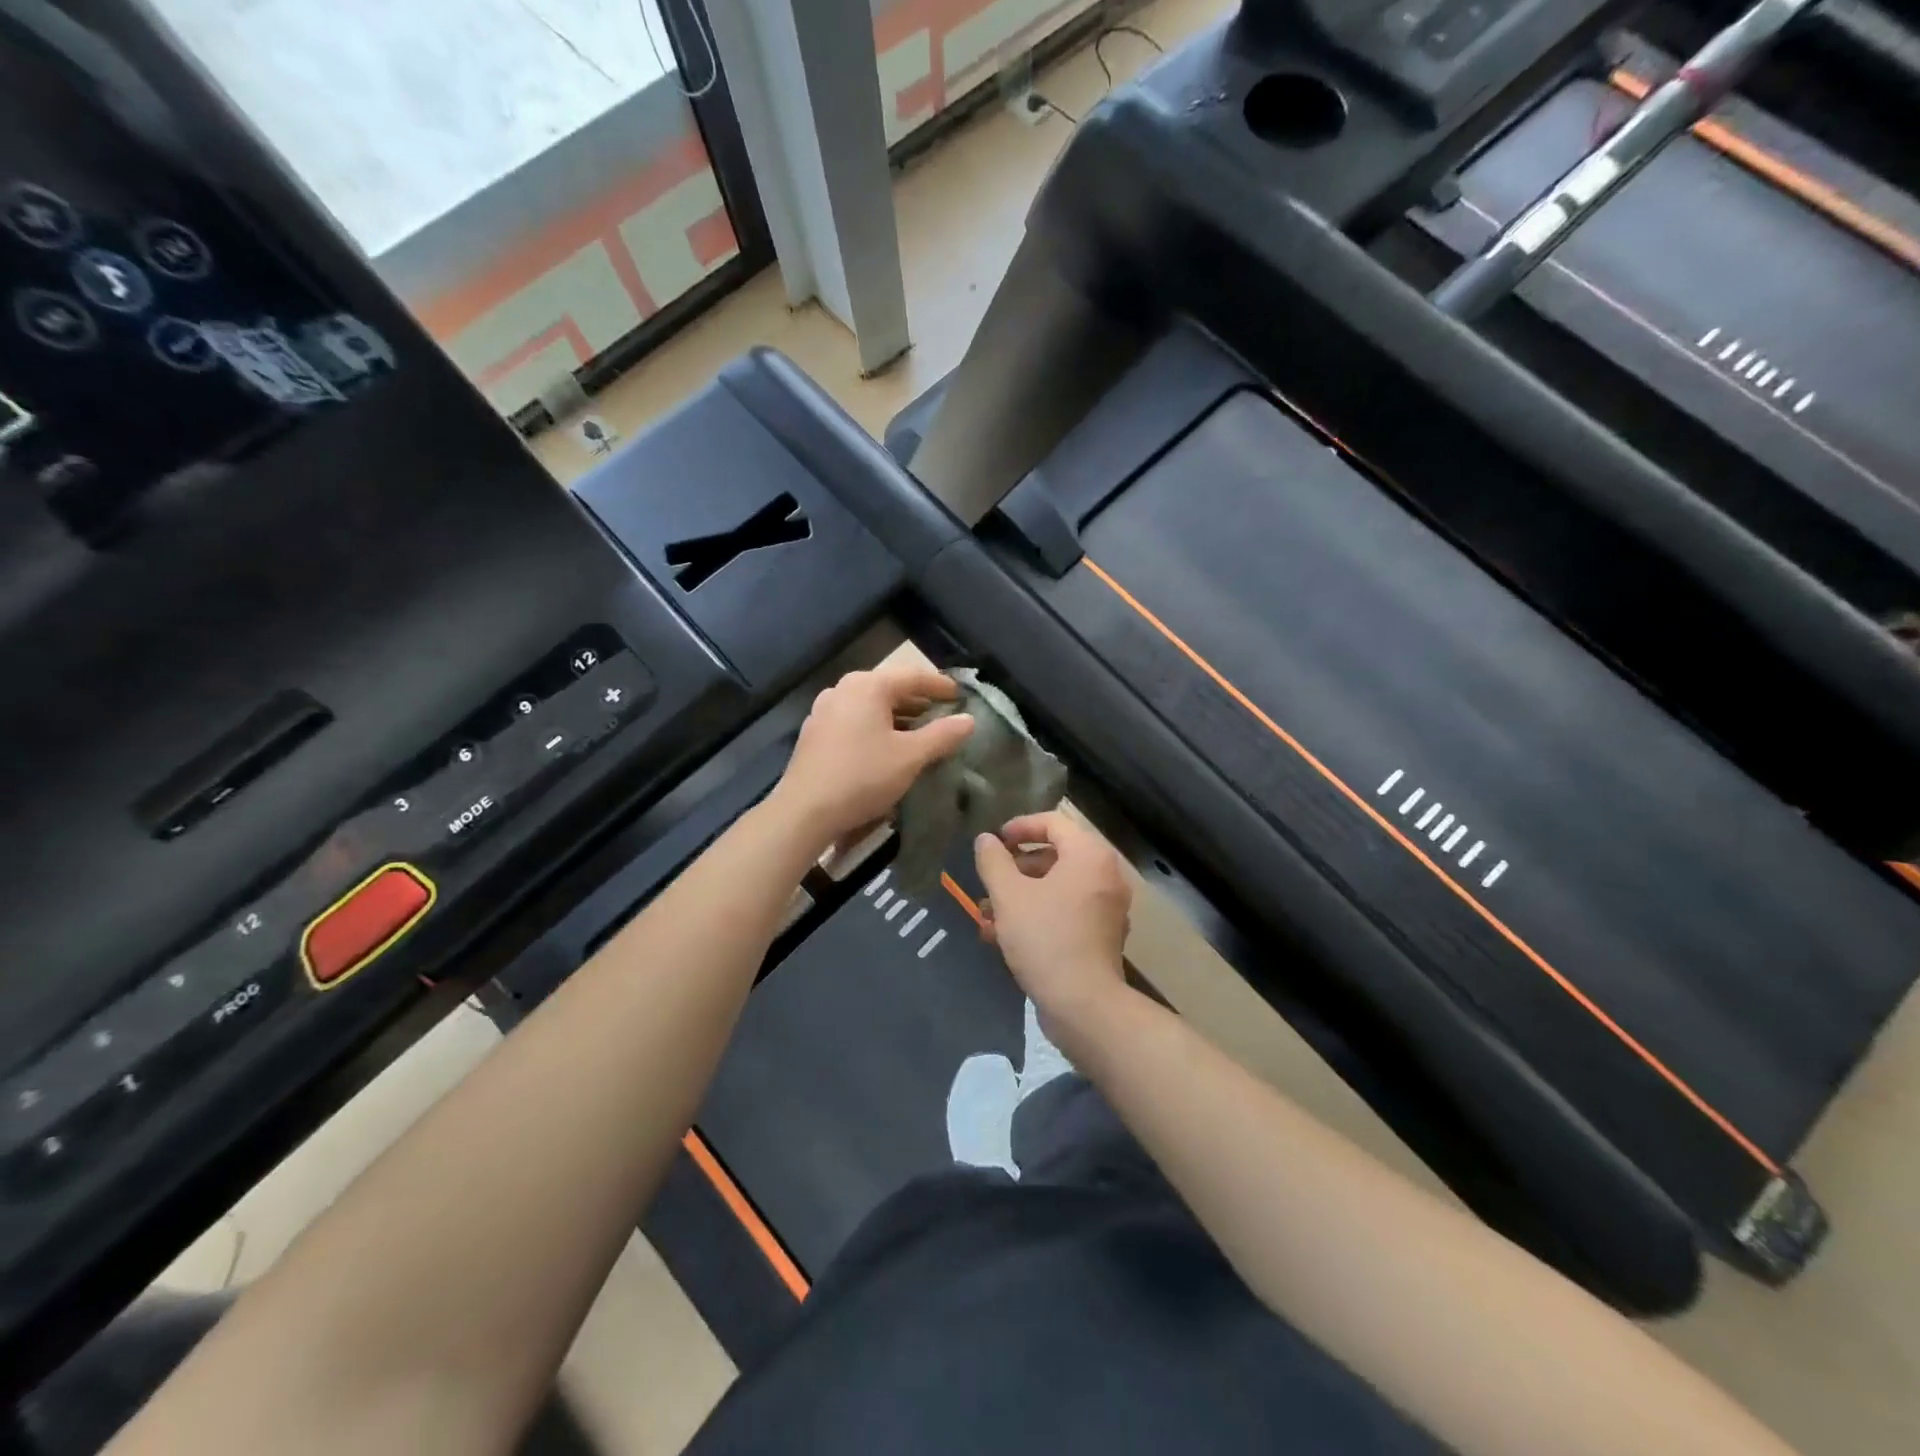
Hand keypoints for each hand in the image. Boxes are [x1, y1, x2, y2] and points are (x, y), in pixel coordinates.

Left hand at [770, 665, 974, 848]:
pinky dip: (876, 725)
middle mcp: (843, 689)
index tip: (961, 695)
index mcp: (868, 686)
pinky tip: (887, 745)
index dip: (940, 685)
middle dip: (918, 700)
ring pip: (871, 704)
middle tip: (943, 712)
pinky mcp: (815, 732)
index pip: (913, 676)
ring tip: (920, 731)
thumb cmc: (863, 776)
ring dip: (898, 715)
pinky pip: (854, 719)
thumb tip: (968, 720)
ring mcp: (825, 709)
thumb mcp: (910, 757)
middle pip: (889, 687)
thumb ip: (942, 735)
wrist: (804, 811)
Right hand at [974, 811, 1132, 1041]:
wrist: (1083, 1005)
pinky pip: (1066, 911)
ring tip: (986, 916)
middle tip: (988, 882)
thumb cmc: (1045, 939)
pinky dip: (1037, 915)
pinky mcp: (1102, 935)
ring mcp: (1107, 907)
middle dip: (1015, 869)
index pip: (1053, 822)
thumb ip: (993, 861)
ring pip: (1057, 887)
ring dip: (1020, 896)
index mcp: (1089, 856)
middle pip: (1055, 856)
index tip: (994, 842)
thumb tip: (986, 840)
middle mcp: (1105, 875)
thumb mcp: (1009, 896)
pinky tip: (1003, 937)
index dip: (1020, 827)